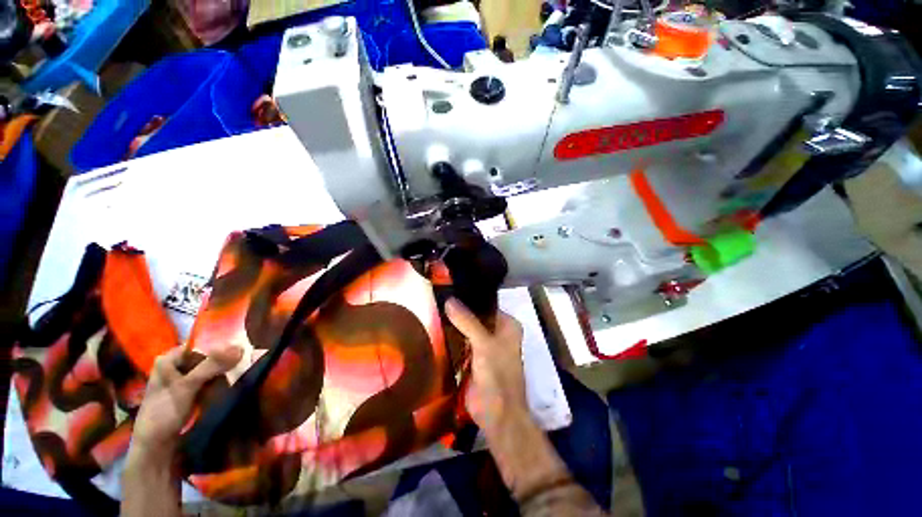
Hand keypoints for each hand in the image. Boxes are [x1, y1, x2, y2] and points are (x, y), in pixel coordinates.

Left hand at [123, 345, 241, 516]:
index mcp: (169, 358)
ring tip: (246, 364)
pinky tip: (234, 378)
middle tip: (248, 355)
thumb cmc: (164, 412)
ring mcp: (184, 379)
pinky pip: (210, 379)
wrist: (156, 446)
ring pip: (210, 367)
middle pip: (206, 355)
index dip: (221, 343)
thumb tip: (241, 346)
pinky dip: (222, 378)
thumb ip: (211, 365)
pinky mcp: (191, 391)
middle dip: (226, 356)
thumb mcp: (187, 387)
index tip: (244, 343)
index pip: (200, 343)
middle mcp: (176, 365)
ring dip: (226, 368)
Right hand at [445, 298, 527, 433]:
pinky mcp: (473, 358)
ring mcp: (485, 346)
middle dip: (458, 311)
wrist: (496, 415)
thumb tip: (449, 299)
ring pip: (466, 329)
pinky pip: (460, 342)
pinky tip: (434, 328)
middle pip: (475, 316)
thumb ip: (467, 321)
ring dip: (453, 324)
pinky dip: (450, 337)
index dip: (469, 298)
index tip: (448, 290)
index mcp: (507, 325)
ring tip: (431, 309)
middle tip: (436, 299)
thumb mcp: (483, 344)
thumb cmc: (497, 375)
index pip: (486, 304)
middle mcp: (497, 332)